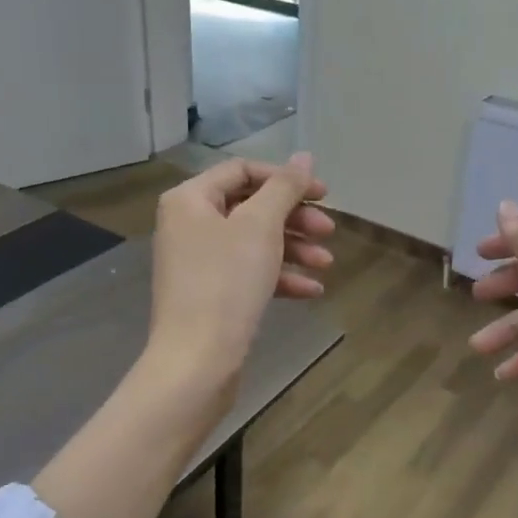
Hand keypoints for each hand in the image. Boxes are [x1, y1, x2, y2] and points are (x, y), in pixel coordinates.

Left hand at [147, 154, 333, 385]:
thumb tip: (304, 156)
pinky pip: (249, 273)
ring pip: (254, 242)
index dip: (285, 178)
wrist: (197, 361)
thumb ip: (285, 187)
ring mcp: (198, 262)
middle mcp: (189, 225)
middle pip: (251, 207)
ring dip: (294, 248)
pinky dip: (280, 277)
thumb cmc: (226, 282)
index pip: (242, 171)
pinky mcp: (210, 295)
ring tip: (327, 264)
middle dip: (294, 218)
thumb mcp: (260, 226)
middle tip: (329, 231)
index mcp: (190, 199)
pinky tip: (311, 291)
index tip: (323, 195)